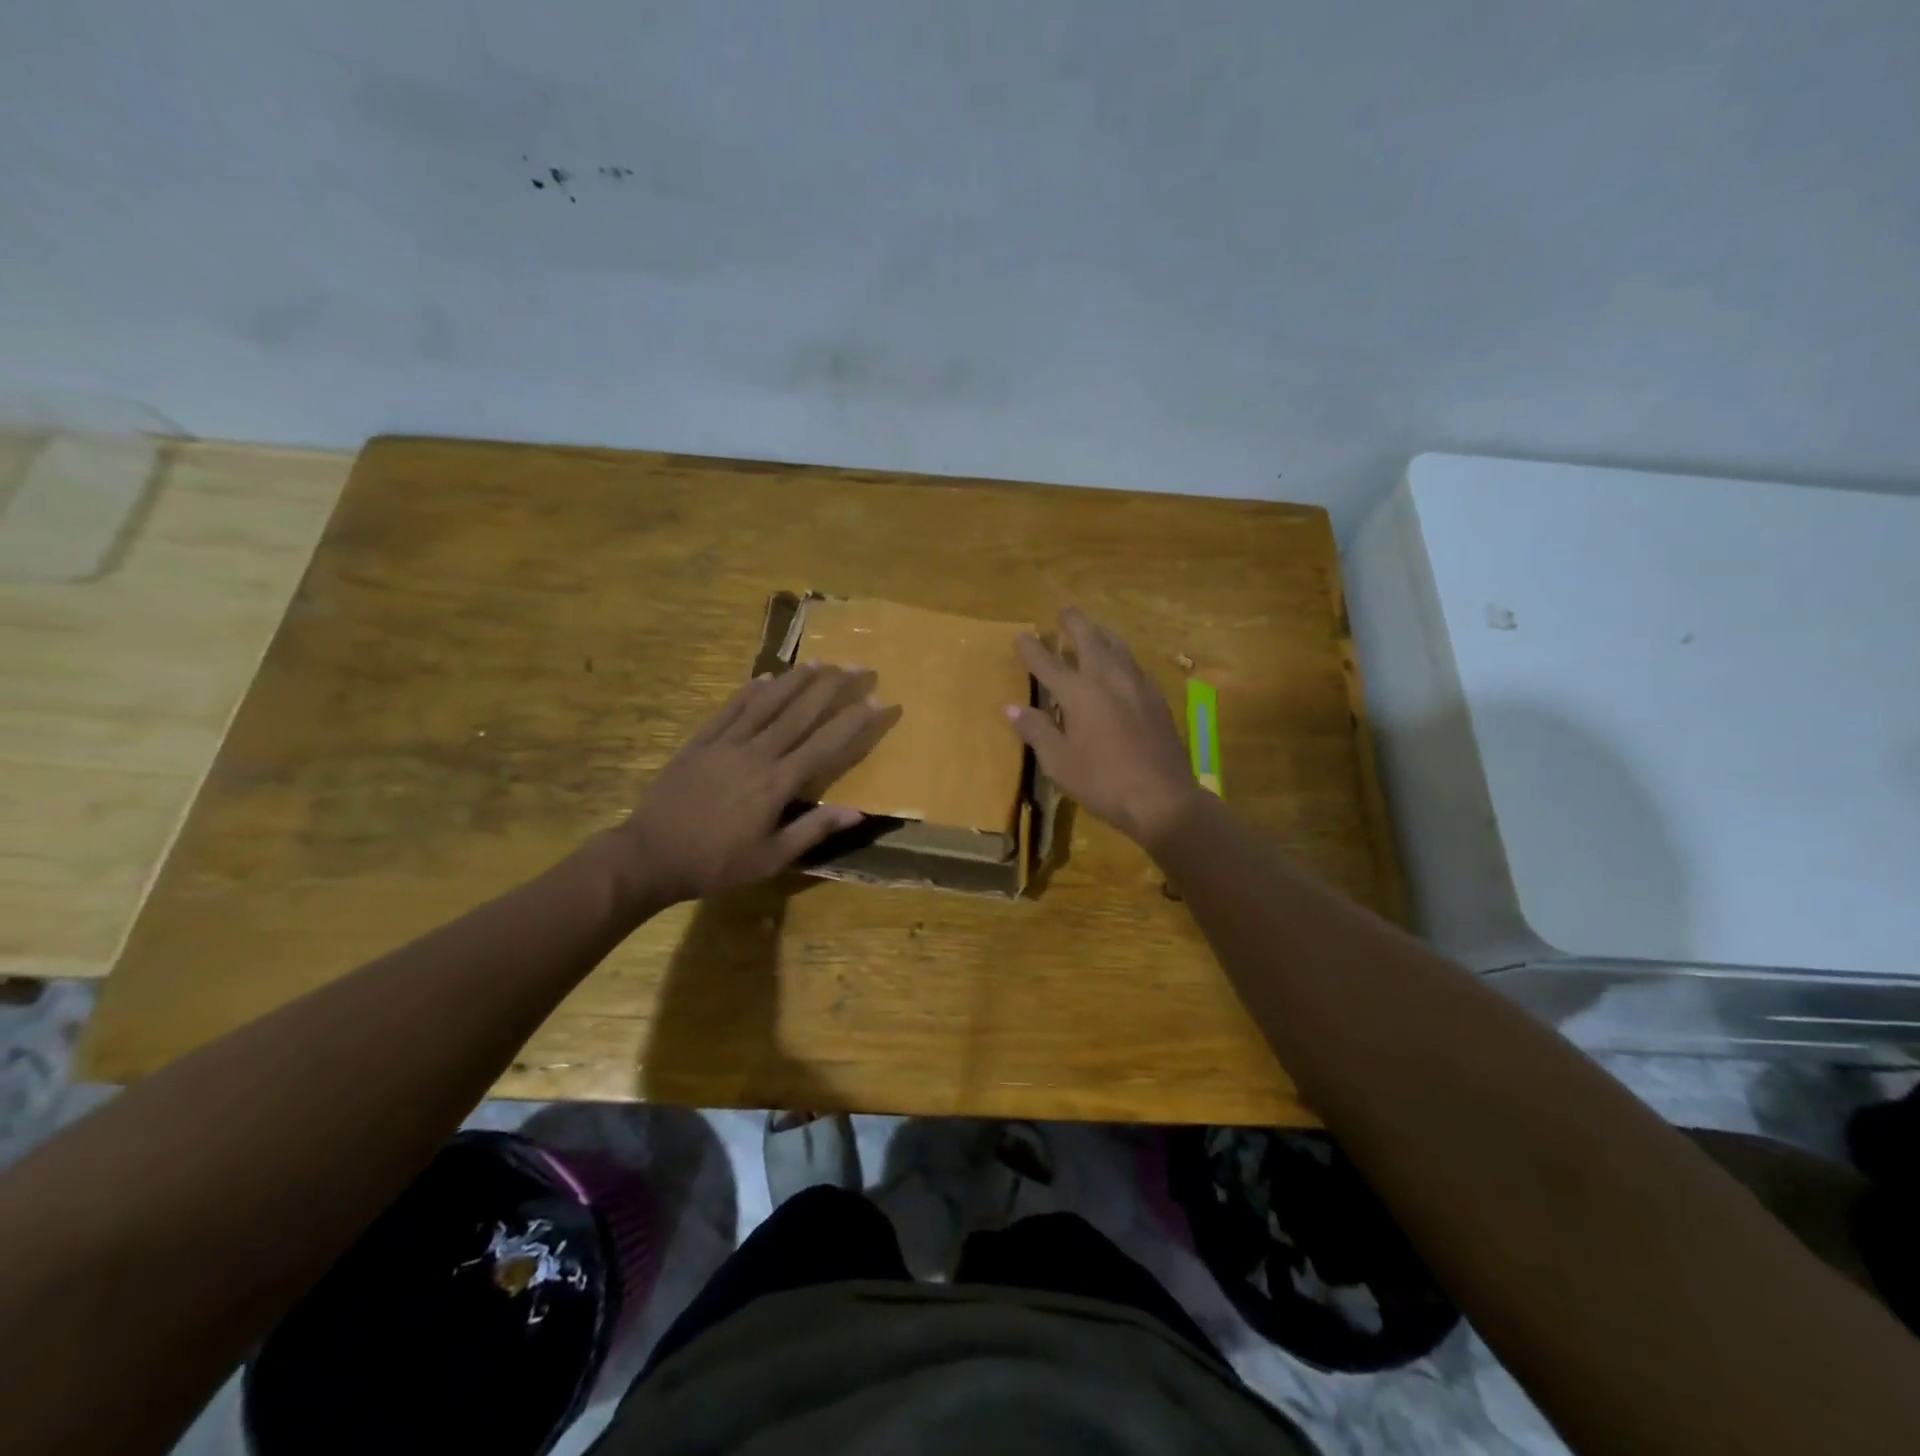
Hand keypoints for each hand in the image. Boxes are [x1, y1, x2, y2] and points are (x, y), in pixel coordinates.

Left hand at [611, 664, 896, 904]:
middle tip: (858, 666)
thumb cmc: (716, 863)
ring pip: (767, 703)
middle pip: (800, 713)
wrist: (649, 856)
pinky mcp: (700, 742)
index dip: (855, 722)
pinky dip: (749, 691)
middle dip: (833, 688)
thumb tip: (857, 812)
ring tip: (820, 662)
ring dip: (796, 680)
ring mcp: (726, 743)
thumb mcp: (771, 858)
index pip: (826, 745)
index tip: (880, 701)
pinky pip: (729, 709)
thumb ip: (813, 830)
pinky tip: (764, 677)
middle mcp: (757, 753)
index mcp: (777, 783)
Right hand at [1005, 608, 1207, 848]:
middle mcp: (1109, 680)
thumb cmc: (1103, 781)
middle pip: (1090, 641)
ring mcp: (1137, 688)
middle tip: (1065, 611)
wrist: (1163, 798)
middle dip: (1075, 624)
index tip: (1021, 636)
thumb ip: (1037, 730)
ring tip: (1095, 629)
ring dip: (1103, 635)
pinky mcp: (1157, 701)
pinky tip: (1124, 666)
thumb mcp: (1059, 762)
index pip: (1048, 664)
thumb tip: (1011, 708)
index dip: (1032, 649)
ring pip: (1118, 649)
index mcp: (1080, 693)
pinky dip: (1122, 657)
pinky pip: (1135, 667)